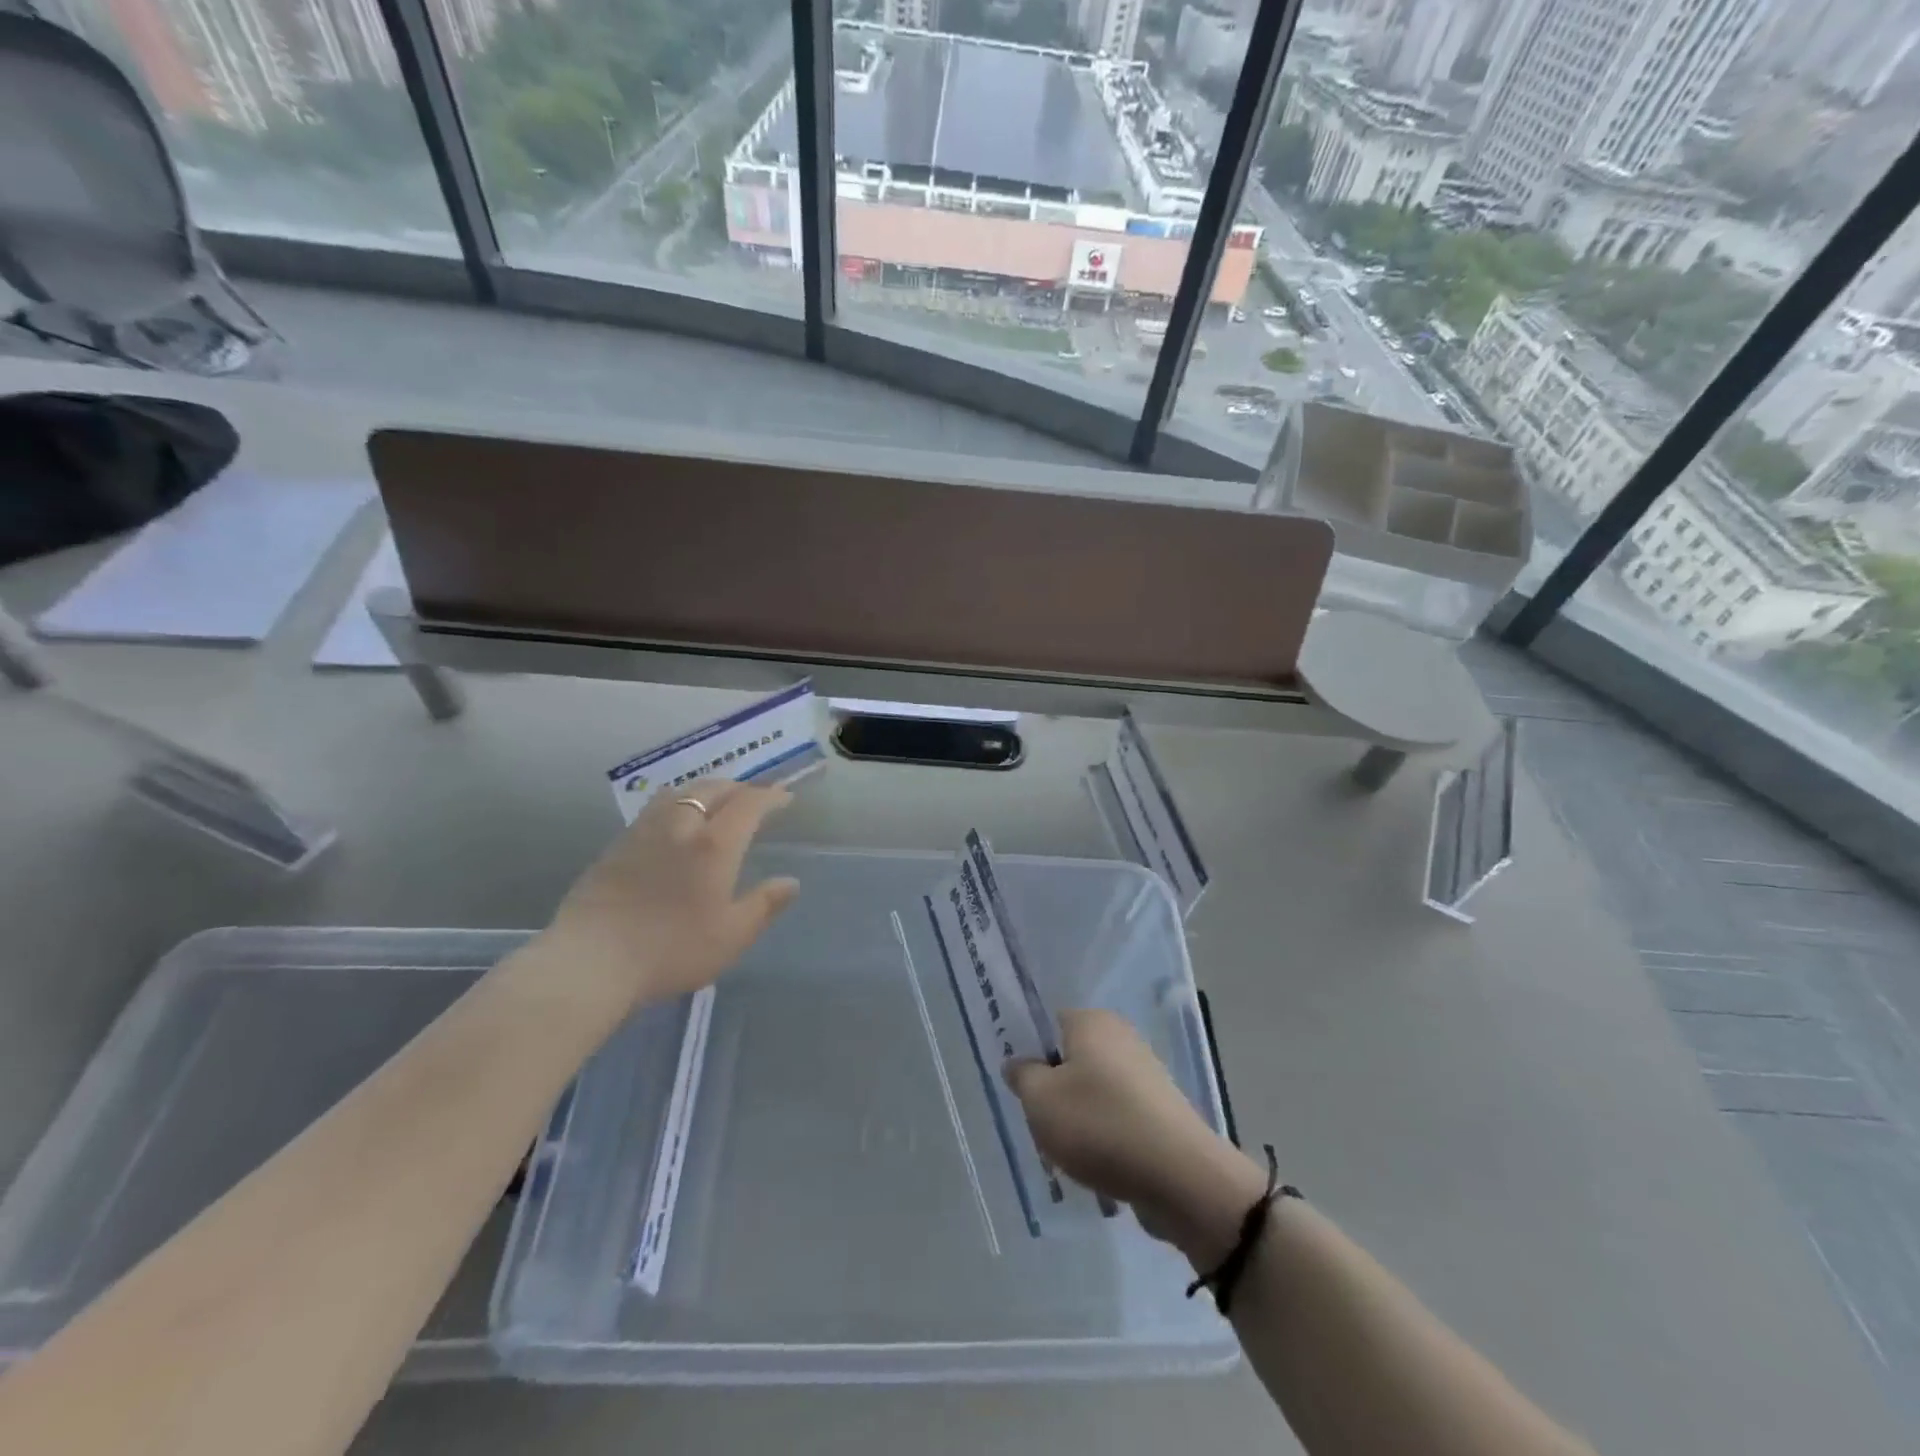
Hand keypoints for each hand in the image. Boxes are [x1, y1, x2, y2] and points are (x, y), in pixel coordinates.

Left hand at [540, 779, 799, 1013]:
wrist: (590, 961)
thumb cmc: (671, 950)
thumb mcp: (731, 936)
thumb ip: (764, 905)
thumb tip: (791, 882)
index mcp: (714, 845)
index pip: (748, 804)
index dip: (770, 796)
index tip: (784, 798)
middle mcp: (680, 827)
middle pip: (712, 789)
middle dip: (738, 787)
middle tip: (752, 797)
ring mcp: (643, 832)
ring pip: (679, 793)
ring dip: (705, 790)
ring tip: (714, 802)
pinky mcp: (616, 846)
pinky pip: (654, 808)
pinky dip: (676, 804)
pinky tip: (674, 824)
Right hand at [1005, 1008, 1265, 1265]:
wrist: (1180, 1177)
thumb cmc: (1099, 1125)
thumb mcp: (1040, 1100)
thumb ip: (1022, 1076)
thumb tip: (1019, 1064)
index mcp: (1091, 1021)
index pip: (1048, 1024)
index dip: (1029, 1052)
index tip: (1019, 1085)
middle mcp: (1120, 1037)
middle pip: (1070, 1059)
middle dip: (1052, 1090)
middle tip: (1040, 1122)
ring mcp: (1144, 1074)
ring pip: (1092, 1092)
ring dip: (1077, 1119)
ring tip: (1067, 1152)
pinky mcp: (1159, 1111)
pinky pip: (1117, 1116)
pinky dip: (1104, 1137)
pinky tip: (1097, 1165)